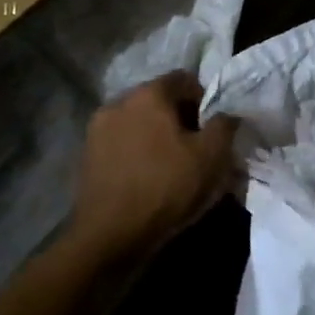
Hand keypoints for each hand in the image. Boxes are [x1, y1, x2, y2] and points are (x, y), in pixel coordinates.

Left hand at [71, 72, 237, 259]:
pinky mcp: (87, 155)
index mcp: (149, 94)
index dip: (205, 100)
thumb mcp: (213, 156)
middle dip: (181, 118)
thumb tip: (227, 114)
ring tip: (173, 166)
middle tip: (197, 148)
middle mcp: (118, 102)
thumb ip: (225, 125)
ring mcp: (97, 129)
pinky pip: (123, 143)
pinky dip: (139, 152)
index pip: (185, 79)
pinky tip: (149, 178)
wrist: (111, 236)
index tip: (213, 129)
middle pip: (160, 99)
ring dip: (158, 136)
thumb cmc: (167, 188)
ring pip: (139, 122)